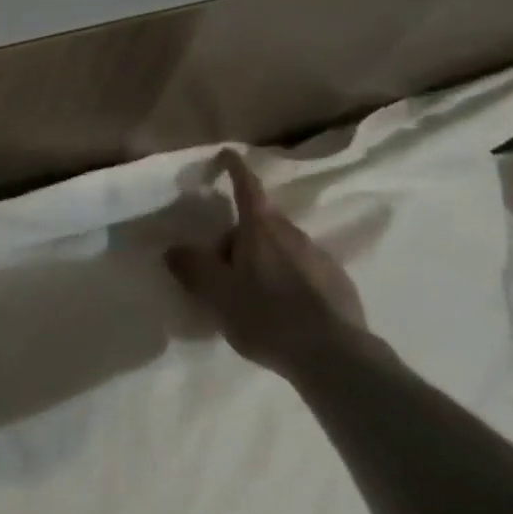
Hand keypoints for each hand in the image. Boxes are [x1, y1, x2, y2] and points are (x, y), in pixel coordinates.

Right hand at [166, 152, 369, 377]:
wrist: (336, 359)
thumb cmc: (268, 316)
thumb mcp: (217, 294)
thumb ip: (192, 268)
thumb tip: (173, 250)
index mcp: (261, 228)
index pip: (246, 186)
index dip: (234, 168)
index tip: (227, 154)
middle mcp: (293, 233)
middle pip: (259, 224)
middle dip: (239, 238)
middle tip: (222, 271)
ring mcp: (320, 258)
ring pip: (281, 249)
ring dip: (263, 262)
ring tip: (251, 298)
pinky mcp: (339, 285)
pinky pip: (303, 272)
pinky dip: (287, 282)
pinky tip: (282, 313)